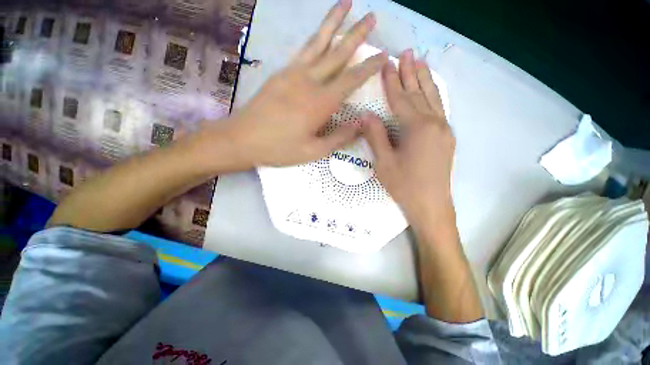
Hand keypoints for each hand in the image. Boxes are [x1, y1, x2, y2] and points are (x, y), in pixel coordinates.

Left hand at [225, 0, 387, 166]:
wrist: (242, 139)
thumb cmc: (280, 149)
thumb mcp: (313, 151)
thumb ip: (339, 137)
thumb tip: (361, 123)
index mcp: (320, 103)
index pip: (351, 79)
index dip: (369, 67)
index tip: (383, 55)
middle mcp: (309, 82)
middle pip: (337, 53)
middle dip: (356, 34)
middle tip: (372, 17)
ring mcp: (292, 74)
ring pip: (318, 43)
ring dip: (333, 22)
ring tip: (346, 3)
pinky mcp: (280, 73)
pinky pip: (302, 51)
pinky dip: (314, 38)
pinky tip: (319, 34)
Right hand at [361, 49, 455, 225]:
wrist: (431, 204)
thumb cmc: (404, 185)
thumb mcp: (383, 162)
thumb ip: (375, 136)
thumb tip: (366, 115)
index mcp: (416, 128)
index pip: (400, 99)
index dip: (391, 81)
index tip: (385, 63)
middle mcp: (434, 122)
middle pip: (419, 93)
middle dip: (410, 72)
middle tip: (405, 52)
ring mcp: (444, 129)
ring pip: (433, 98)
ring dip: (424, 79)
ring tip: (419, 62)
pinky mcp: (447, 137)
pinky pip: (439, 109)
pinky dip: (433, 95)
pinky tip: (430, 89)